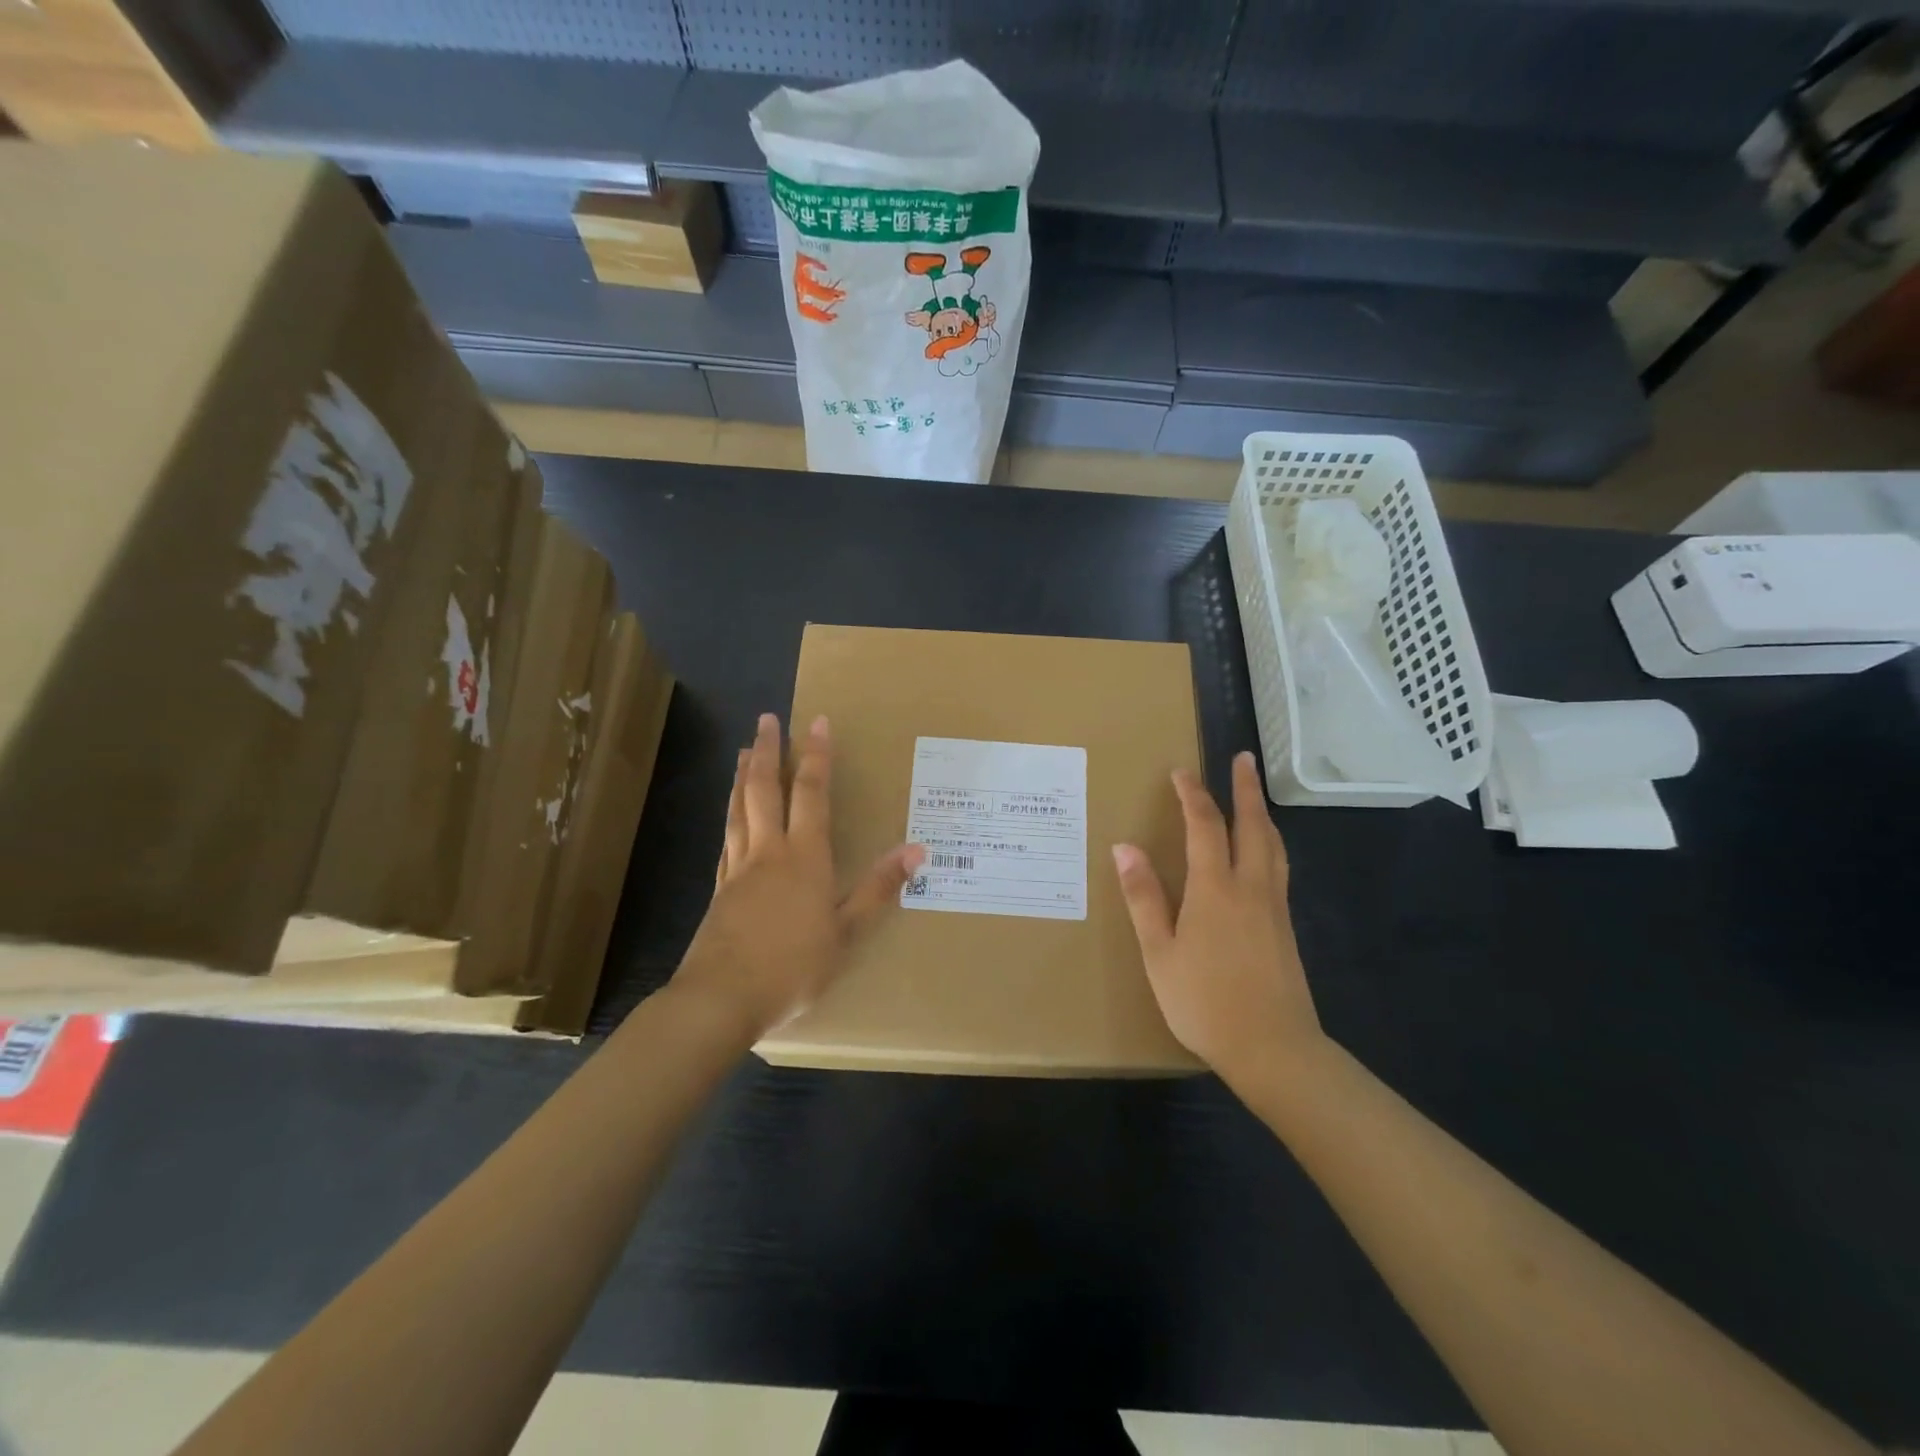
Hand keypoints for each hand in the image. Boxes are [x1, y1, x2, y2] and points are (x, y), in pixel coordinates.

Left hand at [675, 713, 923, 1039]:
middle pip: (764, 790)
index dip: (815, 756)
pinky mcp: (720, 890)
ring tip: (745, 750)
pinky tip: (731, 815)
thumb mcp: (845, 933)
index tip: (816, 721)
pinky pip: (727, 838)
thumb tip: (916, 850)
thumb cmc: (792, 967)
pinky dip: (730, 814)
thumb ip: (878, 889)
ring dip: (744, 776)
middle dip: (768, 751)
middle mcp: (768, 852)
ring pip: (739, 809)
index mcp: (803, 858)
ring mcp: (739, 869)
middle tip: (767, 718)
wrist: (720, 999)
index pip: (810, 793)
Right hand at [1112, 752, 1320, 1082]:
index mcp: (1215, 889)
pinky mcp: (1285, 927)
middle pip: (1252, 826)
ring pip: (1273, 846)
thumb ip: (1143, 897)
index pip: (1204, 826)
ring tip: (1255, 795)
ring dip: (1262, 813)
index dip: (1192, 795)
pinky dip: (1270, 843)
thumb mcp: (1159, 952)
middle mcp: (1250, 887)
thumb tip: (1124, 847)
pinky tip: (1264, 853)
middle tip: (1242, 758)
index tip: (1181, 771)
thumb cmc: (1204, 1002)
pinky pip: (1278, 868)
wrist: (1274, 1048)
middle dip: (1245, 789)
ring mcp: (1274, 907)